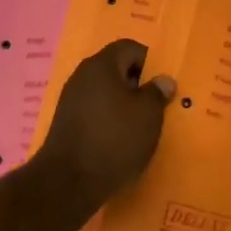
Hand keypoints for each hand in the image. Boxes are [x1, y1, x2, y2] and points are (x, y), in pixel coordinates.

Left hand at [33, 40, 174, 218]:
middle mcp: (82, 76)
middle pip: (116, 70)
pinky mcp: (66, 124)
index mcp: (101, 65)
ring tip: (142, 127)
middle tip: (158, 106)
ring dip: (124, 105)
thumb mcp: (148, 115)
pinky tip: (121, 141)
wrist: (68, 182)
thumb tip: (163, 80)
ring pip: (105, 93)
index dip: (151, 62)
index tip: (163, 86)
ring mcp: (71, 100)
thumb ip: (157, 93)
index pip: (130, 48)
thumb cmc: (114, 139)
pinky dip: (110, 121)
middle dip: (138, 85)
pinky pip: (95, 112)